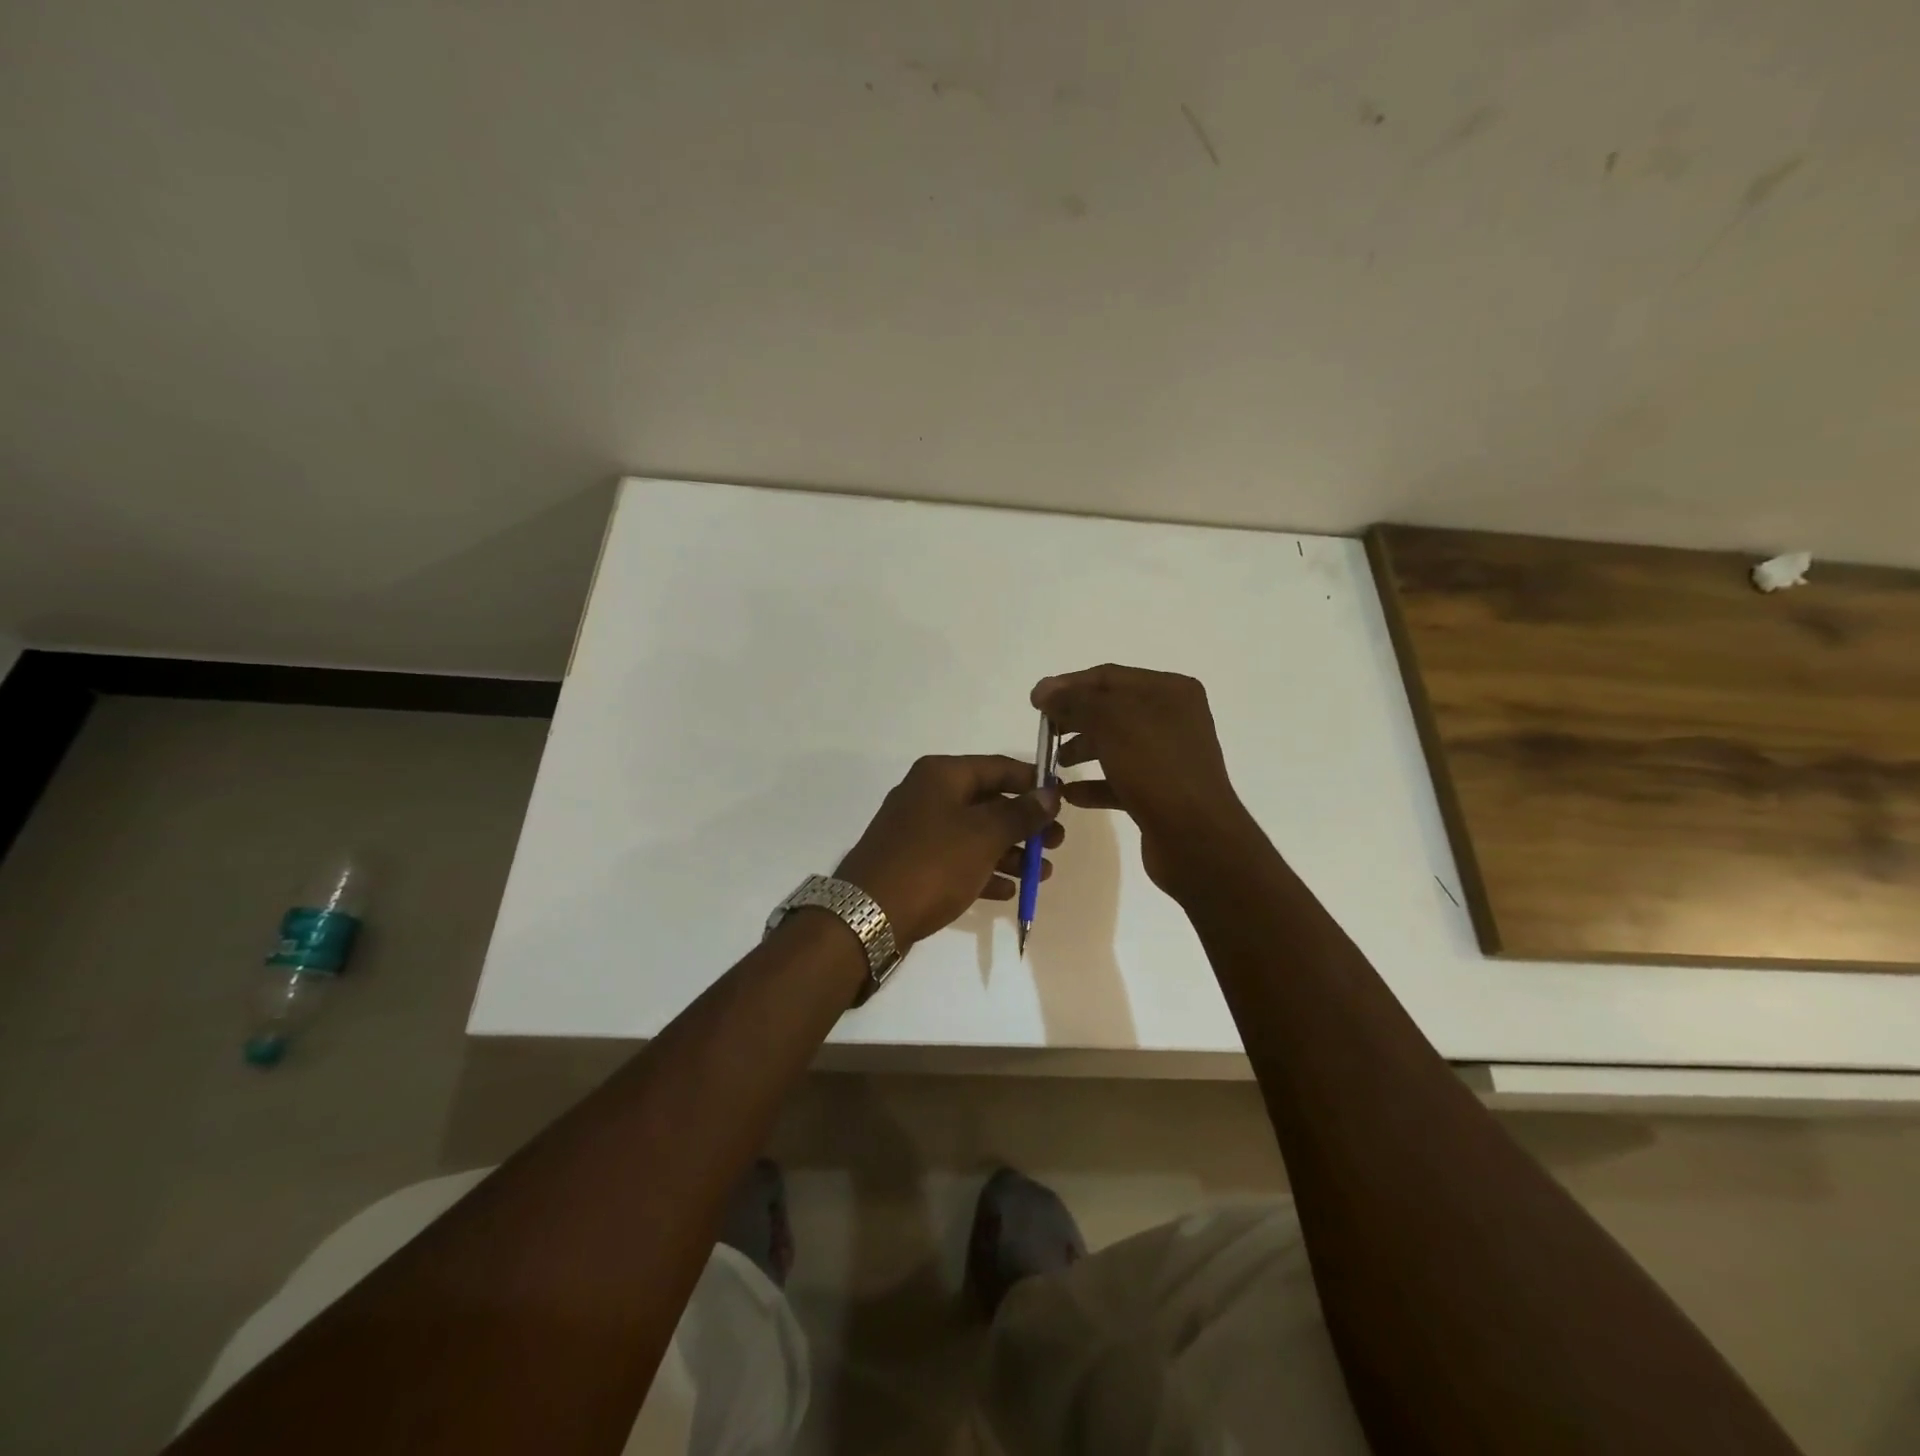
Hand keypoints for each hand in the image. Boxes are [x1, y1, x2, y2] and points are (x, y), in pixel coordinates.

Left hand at [835, 756, 1063, 949]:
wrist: (869, 915)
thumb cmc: (933, 863)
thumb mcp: (985, 835)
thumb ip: (1021, 813)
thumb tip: (1050, 792)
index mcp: (941, 775)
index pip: (998, 767)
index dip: (1033, 782)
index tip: (1064, 800)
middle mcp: (928, 795)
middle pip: (988, 802)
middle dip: (1025, 823)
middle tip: (1056, 844)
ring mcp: (918, 831)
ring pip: (975, 834)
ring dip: (1010, 852)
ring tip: (1042, 874)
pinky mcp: (914, 864)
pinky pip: (958, 860)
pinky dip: (984, 871)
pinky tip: (1008, 892)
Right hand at [1031, 665, 1256, 893]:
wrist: (1196, 839)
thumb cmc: (1156, 768)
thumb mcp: (1111, 723)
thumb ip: (1074, 701)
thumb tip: (1044, 690)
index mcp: (1169, 691)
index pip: (1108, 677)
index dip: (1068, 686)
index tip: (1035, 702)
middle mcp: (1172, 718)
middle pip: (1110, 710)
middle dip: (1073, 719)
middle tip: (1043, 733)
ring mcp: (1168, 757)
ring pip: (1114, 745)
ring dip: (1081, 751)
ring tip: (1054, 765)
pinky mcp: (1161, 792)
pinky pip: (1120, 779)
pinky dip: (1094, 784)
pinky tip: (1070, 794)